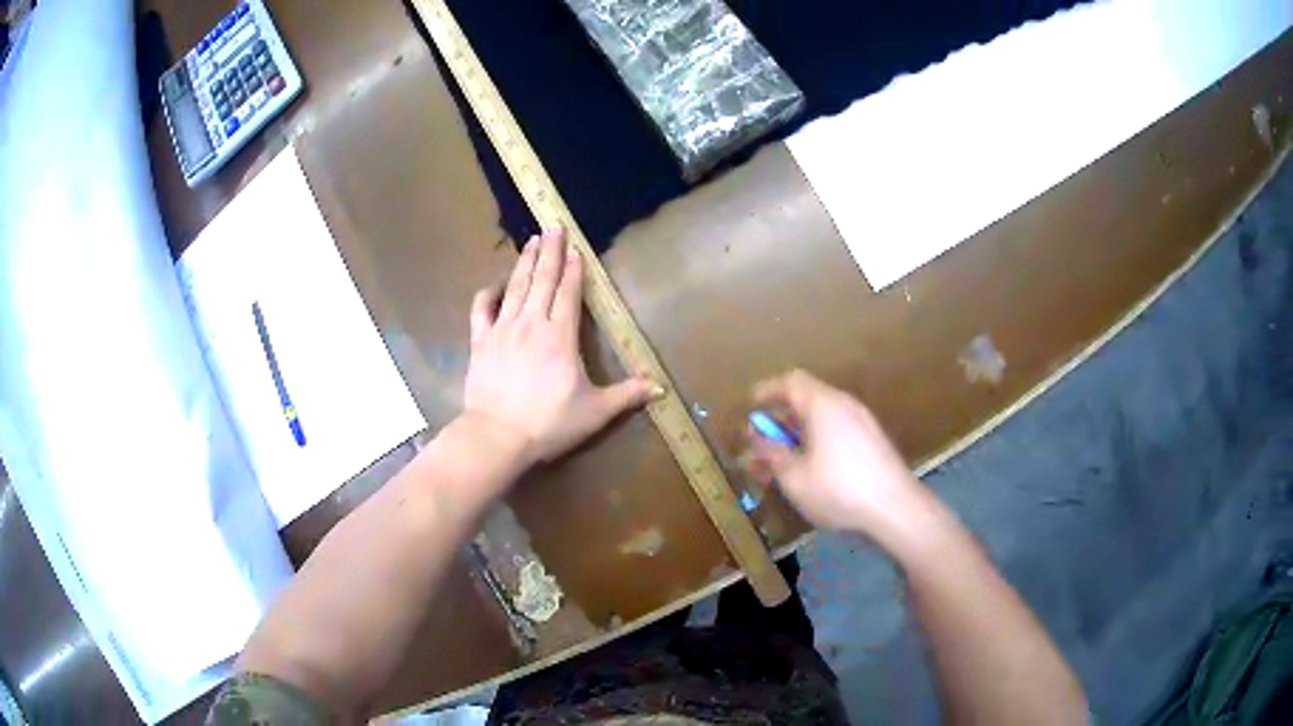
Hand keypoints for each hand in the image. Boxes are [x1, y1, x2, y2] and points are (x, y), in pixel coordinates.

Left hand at [463, 229, 660, 466]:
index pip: (569, 293)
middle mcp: (531, 323)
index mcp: (560, 335)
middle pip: (542, 280)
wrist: (497, 436)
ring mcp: (502, 329)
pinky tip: (494, 285)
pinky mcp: (480, 341)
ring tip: (532, 241)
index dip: (574, 270)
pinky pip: (482, 309)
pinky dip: (488, 294)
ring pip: (515, 287)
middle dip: (550, 252)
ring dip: (525, 262)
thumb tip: (660, 389)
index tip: (576, 249)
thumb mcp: (595, 411)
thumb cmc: (549, 423)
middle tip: (553, 227)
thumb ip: (627, 395)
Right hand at [750, 370, 935, 543]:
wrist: (895, 508)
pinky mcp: (874, 442)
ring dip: (798, 434)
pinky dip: (817, 442)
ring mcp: (863, 422)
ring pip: (822, 418)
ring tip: (780, 461)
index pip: (790, 381)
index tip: (750, 405)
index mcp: (823, 404)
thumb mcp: (794, 476)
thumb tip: (756, 436)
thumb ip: (772, 453)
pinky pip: (837, 431)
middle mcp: (845, 405)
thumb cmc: (839, 489)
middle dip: (780, 419)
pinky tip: (810, 469)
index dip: (767, 390)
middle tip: (761, 441)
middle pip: (807, 399)